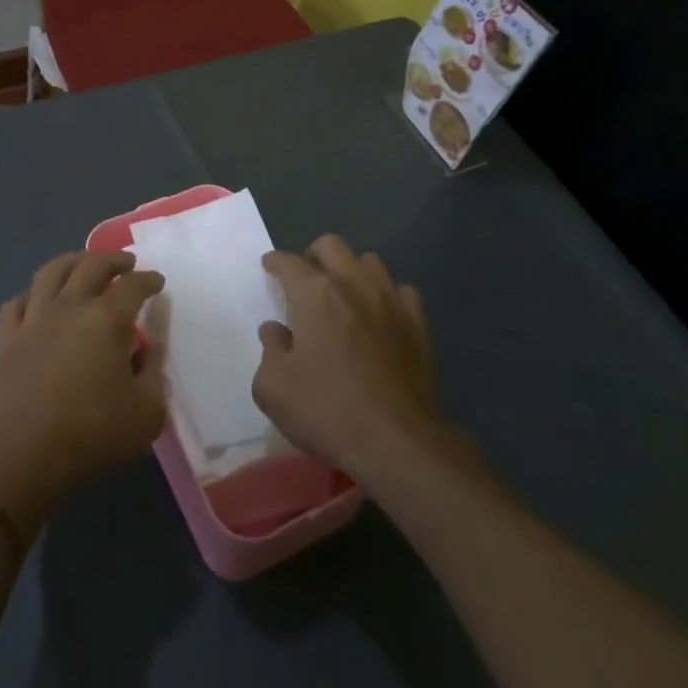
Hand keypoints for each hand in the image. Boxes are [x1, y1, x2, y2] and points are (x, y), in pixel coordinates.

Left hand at [0, 251, 166, 510]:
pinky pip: (15, 304)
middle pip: (90, 266)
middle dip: (112, 260)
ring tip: (83, 264)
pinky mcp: (7, 340)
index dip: (148, 280)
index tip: (157, 281)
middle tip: (126, 264)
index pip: (132, 286)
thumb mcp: (146, 411)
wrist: (24, 455)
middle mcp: (69, 307)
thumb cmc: (93, 434)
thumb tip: (149, 349)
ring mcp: (33, 320)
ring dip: (71, 261)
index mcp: (106, 319)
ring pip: (50, 272)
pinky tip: (38, 300)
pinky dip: (30, 295)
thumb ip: (153, 373)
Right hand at [254, 236, 449, 479]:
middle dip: (313, 256)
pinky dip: (386, 297)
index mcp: (314, 294)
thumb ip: (269, 350)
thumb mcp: (272, 387)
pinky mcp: (418, 324)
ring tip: (344, 296)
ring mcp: (391, 301)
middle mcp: (353, 285)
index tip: (269, 267)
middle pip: (331, 245)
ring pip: (369, 262)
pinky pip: (401, 292)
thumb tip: (276, 331)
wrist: (397, 442)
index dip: (275, 262)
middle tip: (305, 281)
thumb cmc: (326, 411)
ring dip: (351, 271)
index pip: (288, 261)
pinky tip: (380, 318)